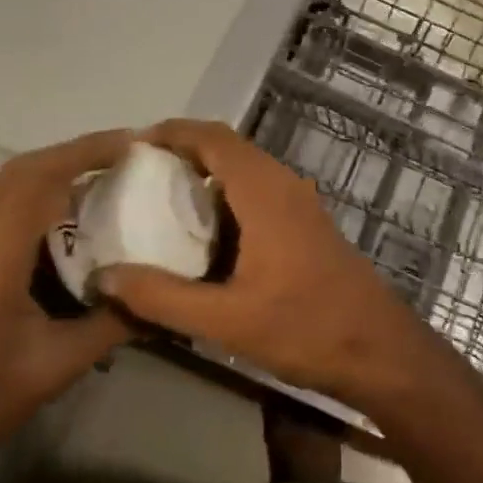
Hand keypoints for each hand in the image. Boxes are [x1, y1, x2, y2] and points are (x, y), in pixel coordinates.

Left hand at [0, 130, 134, 466]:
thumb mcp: (56, 366)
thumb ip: (111, 325)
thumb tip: (161, 299)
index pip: (40, 179)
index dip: (86, 152)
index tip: (130, 144)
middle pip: (19, 170)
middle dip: (72, 152)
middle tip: (121, 155)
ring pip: (0, 185)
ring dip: (48, 170)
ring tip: (95, 178)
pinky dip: (28, 193)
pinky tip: (55, 217)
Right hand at [98, 119, 436, 410]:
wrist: (378, 350)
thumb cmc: (306, 329)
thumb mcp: (227, 320)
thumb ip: (163, 297)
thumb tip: (105, 275)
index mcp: (266, 193)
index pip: (214, 138)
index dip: (173, 132)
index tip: (131, 147)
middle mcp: (284, 185)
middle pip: (228, 148)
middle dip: (182, 152)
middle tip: (135, 176)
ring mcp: (300, 203)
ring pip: (245, 170)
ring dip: (205, 174)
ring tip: (158, 200)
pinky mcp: (306, 224)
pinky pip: (258, 192)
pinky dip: (225, 196)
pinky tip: (201, 234)